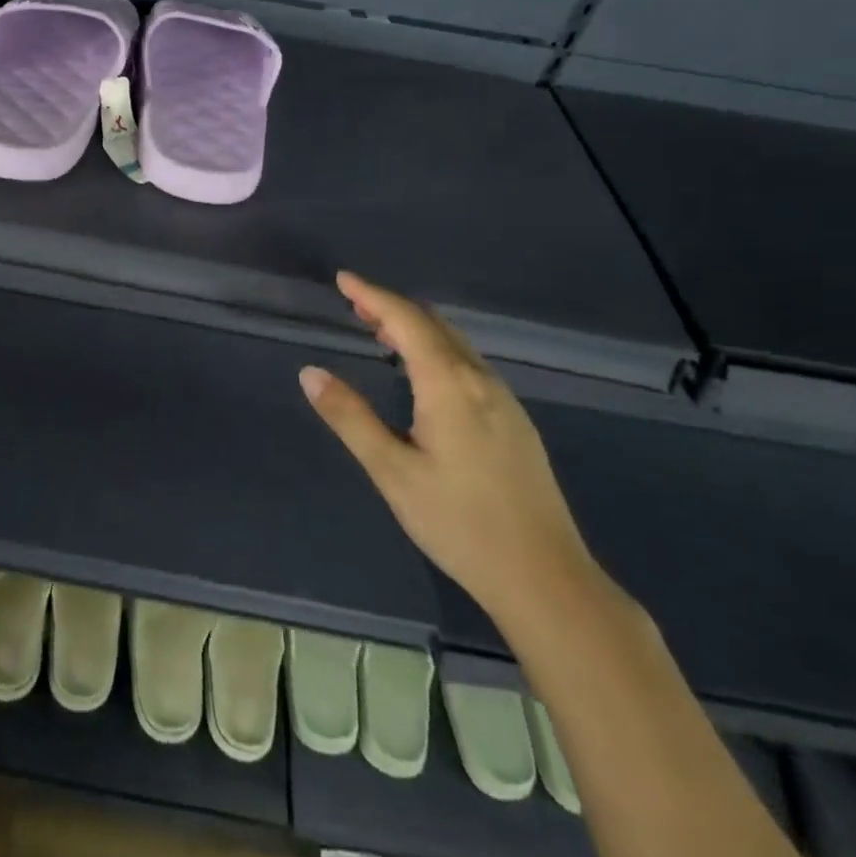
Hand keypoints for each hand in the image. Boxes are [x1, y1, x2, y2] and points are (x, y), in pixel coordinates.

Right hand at [299, 272, 600, 630]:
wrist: (545, 577)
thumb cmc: (459, 523)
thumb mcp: (392, 471)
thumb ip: (349, 417)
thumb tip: (310, 372)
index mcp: (449, 385)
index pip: (406, 321)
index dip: (372, 295)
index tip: (343, 279)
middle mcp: (481, 380)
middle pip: (434, 325)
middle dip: (392, 307)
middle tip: (354, 304)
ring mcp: (504, 400)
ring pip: (455, 344)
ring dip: (415, 329)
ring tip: (379, 332)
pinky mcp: (515, 421)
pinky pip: (468, 365)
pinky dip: (436, 350)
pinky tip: (422, 374)